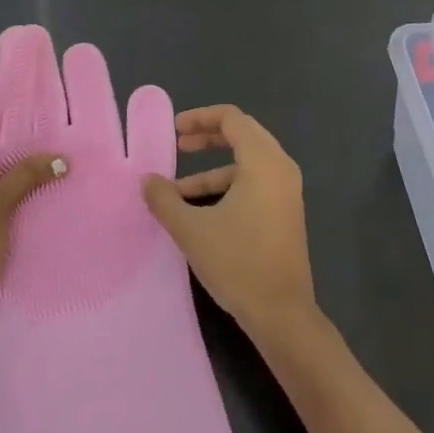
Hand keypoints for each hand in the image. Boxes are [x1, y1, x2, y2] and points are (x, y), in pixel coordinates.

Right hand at [141, 104, 317, 337]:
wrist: (283, 314)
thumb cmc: (238, 263)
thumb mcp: (192, 230)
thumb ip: (165, 200)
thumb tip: (146, 181)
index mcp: (263, 161)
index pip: (232, 118)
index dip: (200, 118)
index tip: (175, 131)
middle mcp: (280, 168)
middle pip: (243, 134)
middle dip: (207, 137)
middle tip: (179, 145)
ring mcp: (286, 190)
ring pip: (247, 162)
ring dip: (213, 169)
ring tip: (178, 190)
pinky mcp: (285, 211)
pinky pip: (255, 182)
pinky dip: (228, 186)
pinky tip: (201, 210)